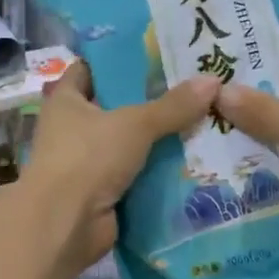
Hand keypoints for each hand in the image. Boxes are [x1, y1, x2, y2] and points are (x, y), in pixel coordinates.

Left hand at [19, 62, 218, 275]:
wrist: (64, 224)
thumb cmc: (88, 158)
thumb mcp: (135, 124)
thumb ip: (173, 105)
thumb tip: (213, 80)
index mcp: (66, 100)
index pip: (90, 69)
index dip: (119, 60)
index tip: (157, 54)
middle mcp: (72, 128)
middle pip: (116, 107)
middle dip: (151, 101)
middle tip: (194, 88)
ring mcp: (86, 162)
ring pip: (128, 143)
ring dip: (158, 139)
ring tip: (203, 121)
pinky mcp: (101, 192)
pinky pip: (135, 174)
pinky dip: (157, 171)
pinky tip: (193, 160)